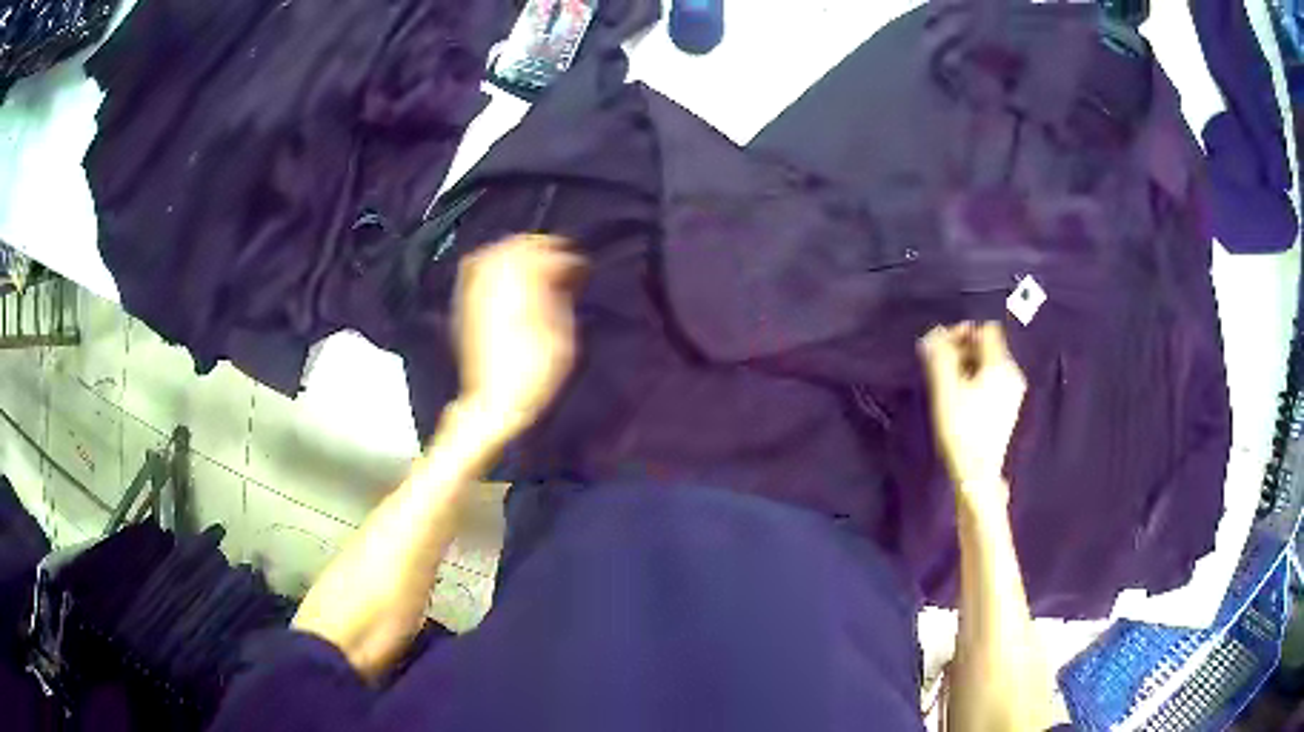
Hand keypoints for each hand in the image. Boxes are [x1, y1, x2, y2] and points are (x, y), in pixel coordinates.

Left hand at [452, 234, 585, 438]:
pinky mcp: (463, 304)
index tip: (583, 266)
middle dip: (540, 246)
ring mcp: (473, 292)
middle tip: (561, 256)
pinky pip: (475, 269)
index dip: (567, 258)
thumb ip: (562, 297)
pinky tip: (506, 274)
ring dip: (516, 251)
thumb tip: (564, 275)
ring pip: (493, 253)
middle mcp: (492, 283)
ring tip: (535, 262)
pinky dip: (493, 263)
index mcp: (520, 288)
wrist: (493, 404)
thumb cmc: (535, 373)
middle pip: (515, 246)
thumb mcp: (562, 336)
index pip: (546, 257)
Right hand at [919, 322, 1026, 504]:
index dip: (963, 332)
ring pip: (989, 365)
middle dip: (963, 350)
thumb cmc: (961, 429)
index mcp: (1000, 365)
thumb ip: (940, 357)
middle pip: (988, 347)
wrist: (977, 474)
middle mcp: (1012, 374)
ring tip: (948, 385)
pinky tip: (962, 400)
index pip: (985, 330)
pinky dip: (976, 381)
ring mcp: (1013, 393)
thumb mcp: (946, 389)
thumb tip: (933, 333)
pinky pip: (992, 381)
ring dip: (967, 366)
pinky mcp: (1008, 408)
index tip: (942, 347)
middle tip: (941, 367)